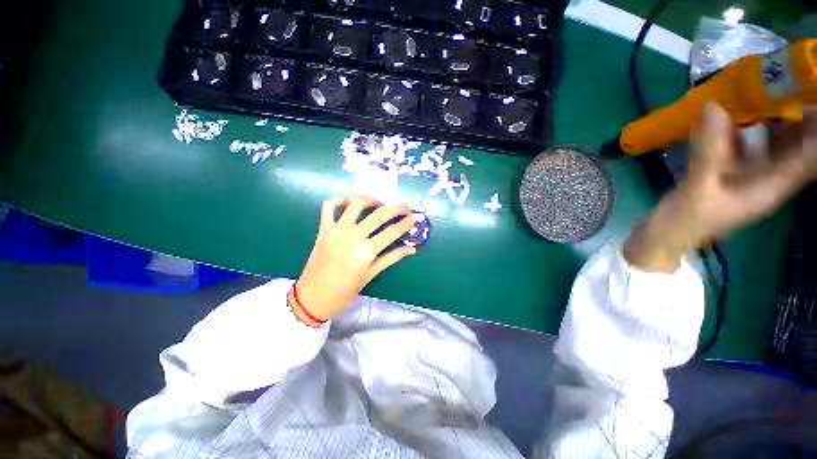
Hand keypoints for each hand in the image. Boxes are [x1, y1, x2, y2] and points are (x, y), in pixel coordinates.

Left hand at [291, 196, 417, 325]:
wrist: (312, 298)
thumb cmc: (344, 291)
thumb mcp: (371, 275)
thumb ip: (391, 258)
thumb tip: (412, 249)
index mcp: (365, 252)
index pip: (392, 232)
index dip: (406, 223)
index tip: (415, 217)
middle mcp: (352, 237)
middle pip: (379, 214)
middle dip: (396, 208)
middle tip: (404, 208)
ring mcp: (336, 231)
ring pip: (355, 204)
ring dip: (370, 200)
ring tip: (379, 204)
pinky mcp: (323, 229)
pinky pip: (329, 206)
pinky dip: (340, 200)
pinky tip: (349, 204)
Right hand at [625, 103, 816, 271]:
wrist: (664, 236)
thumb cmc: (685, 222)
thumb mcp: (698, 189)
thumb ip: (707, 152)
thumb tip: (713, 106)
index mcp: (771, 186)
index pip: (811, 155)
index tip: (811, 94)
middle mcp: (767, 177)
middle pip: (795, 143)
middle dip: (797, 113)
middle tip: (786, 79)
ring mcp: (747, 173)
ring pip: (769, 140)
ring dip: (770, 115)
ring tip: (763, 86)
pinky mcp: (726, 170)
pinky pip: (741, 143)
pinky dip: (738, 126)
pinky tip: (728, 110)